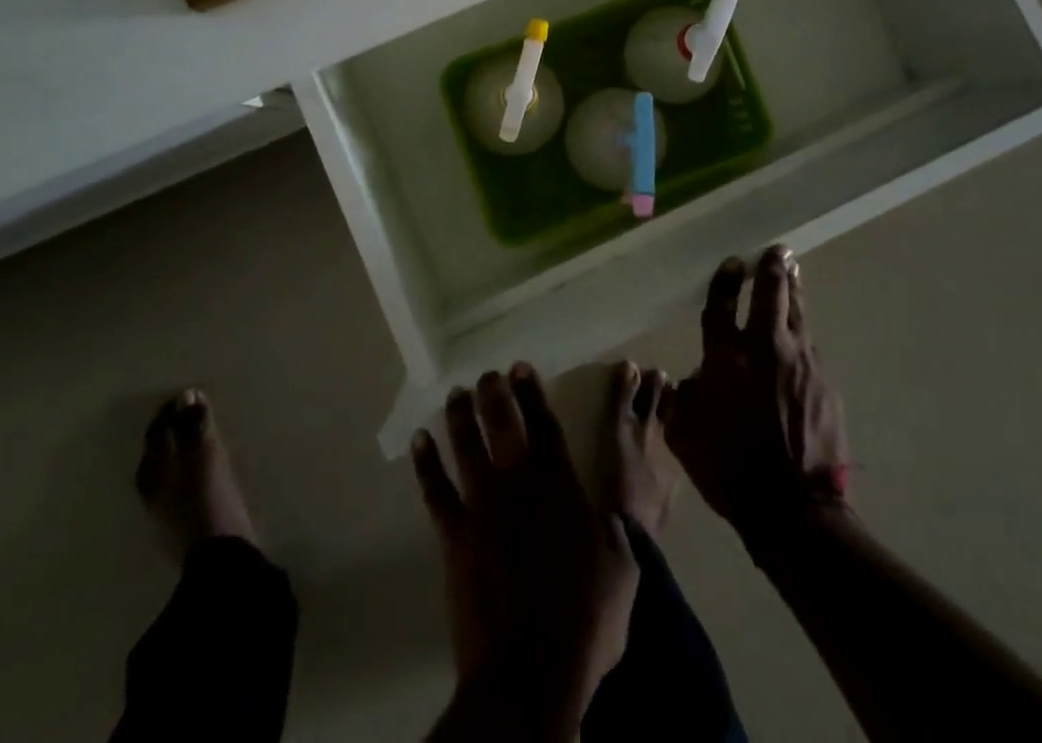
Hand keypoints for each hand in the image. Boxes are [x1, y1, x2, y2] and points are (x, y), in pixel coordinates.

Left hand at [412, 364, 638, 726]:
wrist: (529, 675)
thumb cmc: (584, 621)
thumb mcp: (621, 567)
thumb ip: (613, 527)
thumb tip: (610, 507)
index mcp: (559, 485)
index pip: (544, 425)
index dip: (532, 392)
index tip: (520, 367)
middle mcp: (517, 484)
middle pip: (501, 423)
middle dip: (494, 393)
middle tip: (488, 374)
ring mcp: (481, 507)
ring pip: (465, 445)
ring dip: (460, 415)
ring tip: (457, 393)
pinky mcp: (454, 536)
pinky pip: (435, 489)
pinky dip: (426, 462)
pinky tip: (420, 440)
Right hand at [664, 247, 848, 544]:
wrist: (793, 509)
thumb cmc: (730, 470)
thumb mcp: (684, 436)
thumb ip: (681, 400)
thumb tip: (689, 382)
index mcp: (724, 358)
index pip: (721, 304)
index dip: (726, 279)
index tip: (734, 262)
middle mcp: (763, 348)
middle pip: (770, 293)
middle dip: (772, 267)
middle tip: (778, 250)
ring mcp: (799, 363)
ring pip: (797, 313)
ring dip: (793, 290)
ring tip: (793, 270)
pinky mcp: (824, 383)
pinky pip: (810, 348)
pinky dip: (802, 334)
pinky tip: (802, 335)